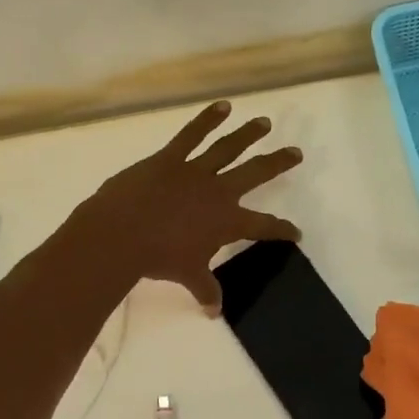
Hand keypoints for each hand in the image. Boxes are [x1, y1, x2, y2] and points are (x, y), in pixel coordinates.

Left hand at [76, 100, 303, 311]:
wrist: (122, 234)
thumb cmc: (158, 259)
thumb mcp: (187, 276)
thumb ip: (205, 290)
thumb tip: (214, 312)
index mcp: (227, 221)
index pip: (264, 226)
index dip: (282, 229)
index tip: (297, 232)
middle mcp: (218, 192)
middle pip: (256, 173)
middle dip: (278, 163)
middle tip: (296, 153)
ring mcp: (195, 171)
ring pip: (228, 147)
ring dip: (248, 134)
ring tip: (264, 123)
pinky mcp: (170, 158)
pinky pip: (192, 134)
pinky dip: (207, 119)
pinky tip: (222, 106)